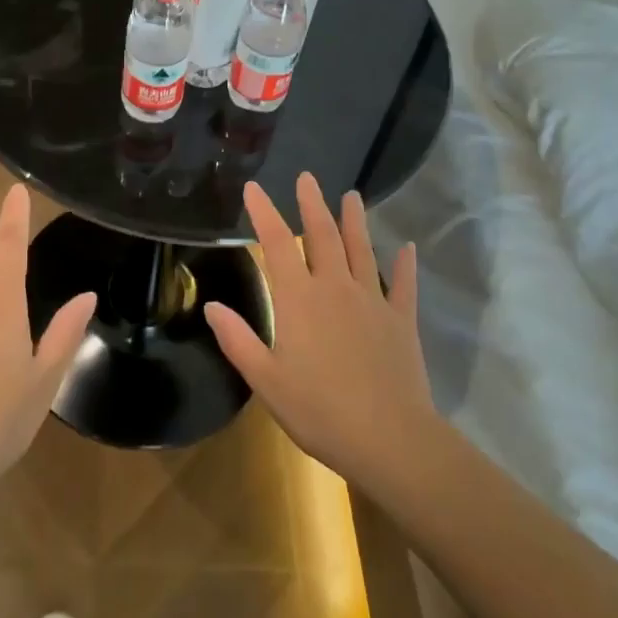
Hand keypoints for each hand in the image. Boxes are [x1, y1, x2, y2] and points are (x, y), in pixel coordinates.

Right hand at [205, 174, 439, 495]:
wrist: (390, 439)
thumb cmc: (320, 411)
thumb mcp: (266, 380)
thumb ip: (238, 340)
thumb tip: (211, 304)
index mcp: (299, 300)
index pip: (276, 244)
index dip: (264, 213)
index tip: (254, 188)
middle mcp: (335, 288)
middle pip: (322, 236)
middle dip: (312, 204)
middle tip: (308, 178)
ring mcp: (372, 301)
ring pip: (361, 250)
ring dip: (354, 221)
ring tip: (352, 196)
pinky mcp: (401, 320)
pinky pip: (403, 285)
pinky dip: (404, 265)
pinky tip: (407, 248)